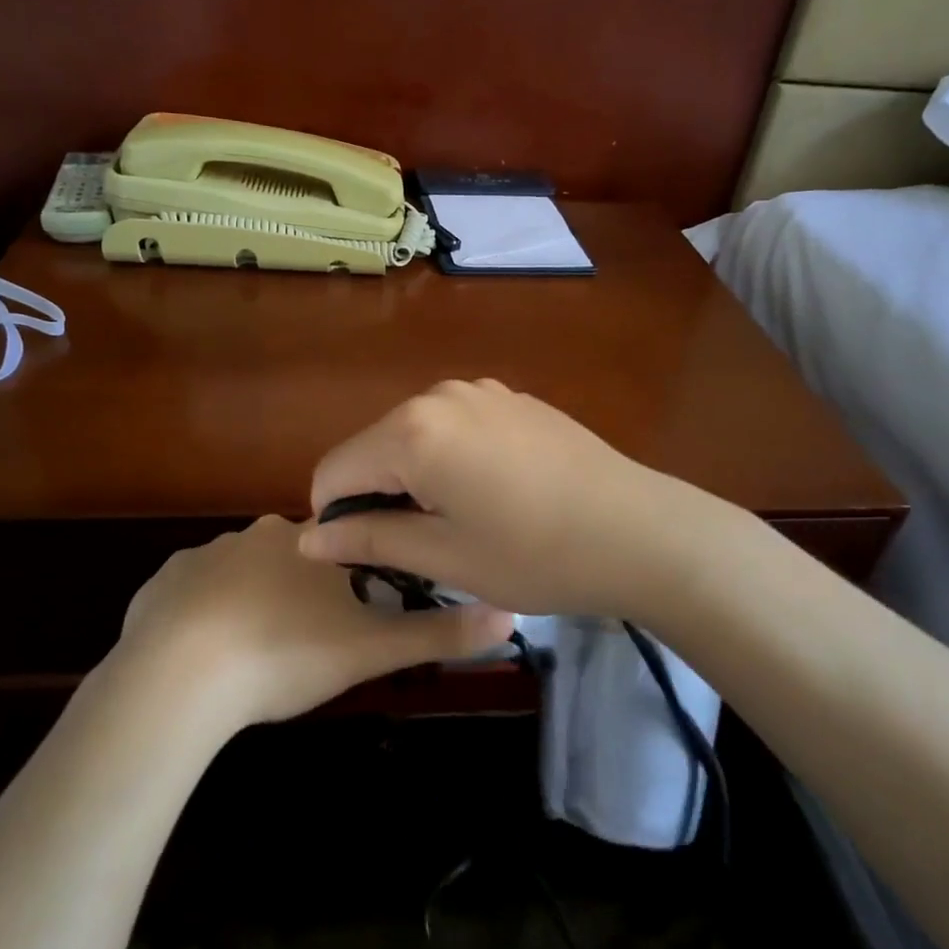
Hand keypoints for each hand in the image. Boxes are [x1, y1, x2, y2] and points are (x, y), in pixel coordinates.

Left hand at [114, 515, 513, 728]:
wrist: (180, 680)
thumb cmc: (285, 655)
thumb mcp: (370, 650)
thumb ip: (438, 634)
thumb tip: (509, 615)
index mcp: (306, 542)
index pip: (340, 547)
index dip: (349, 582)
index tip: (345, 622)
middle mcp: (253, 535)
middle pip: (291, 558)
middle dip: (301, 594)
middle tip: (302, 646)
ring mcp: (201, 557)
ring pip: (240, 575)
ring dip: (252, 605)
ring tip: (254, 657)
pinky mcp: (161, 584)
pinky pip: (192, 595)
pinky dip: (203, 618)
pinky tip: (205, 658)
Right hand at [298, 379, 679, 616]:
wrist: (641, 531)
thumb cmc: (534, 554)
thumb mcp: (443, 556)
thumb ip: (368, 539)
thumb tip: (307, 539)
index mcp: (411, 431)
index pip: (334, 471)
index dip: (334, 519)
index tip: (365, 557)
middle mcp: (438, 395)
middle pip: (373, 448)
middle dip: (377, 496)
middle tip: (418, 549)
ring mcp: (481, 391)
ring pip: (414, 437)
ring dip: (415, 479)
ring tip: (458, 525)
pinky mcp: (513, 400)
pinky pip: (454, 428)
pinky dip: (449, 461)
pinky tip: (494, 497)